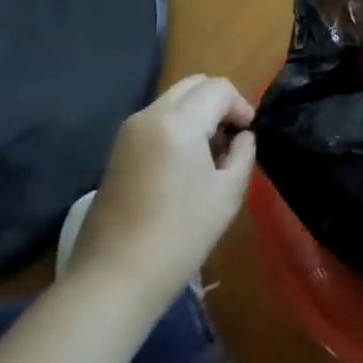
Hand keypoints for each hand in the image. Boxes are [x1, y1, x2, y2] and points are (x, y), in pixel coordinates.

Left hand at [67, 75, 255, 311]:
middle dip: (219, 102)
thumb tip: (242, 136)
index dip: (241, 105)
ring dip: (197, 113)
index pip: (219, 88)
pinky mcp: (117, 150)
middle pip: (194, 84)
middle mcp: (150, 115)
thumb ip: (243, 154)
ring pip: (173, 100)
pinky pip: (156, 120)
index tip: (248, 136)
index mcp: (178, 121)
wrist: (114, 278)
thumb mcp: (227, 194)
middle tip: (232, 138)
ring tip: (210, 154)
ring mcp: (128, 131)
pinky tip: (183, 165)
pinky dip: (177, 126)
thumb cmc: (180, 235)